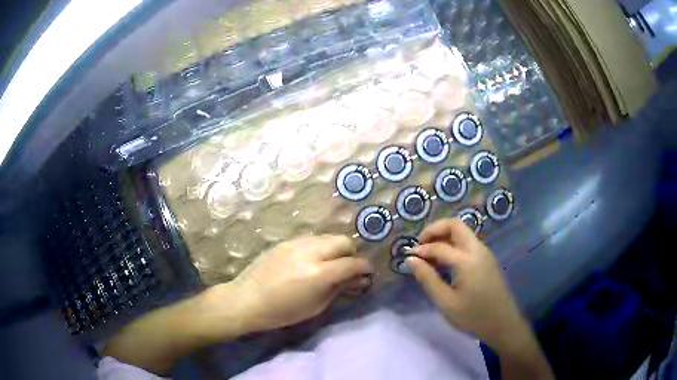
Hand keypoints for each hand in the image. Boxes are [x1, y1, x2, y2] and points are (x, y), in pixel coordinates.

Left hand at [229, 235, 372, 332]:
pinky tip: (312, 260)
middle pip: (343, 241)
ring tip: (330, 263)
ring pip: (327, 237)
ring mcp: (296, 243)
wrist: (247, 300)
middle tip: (348, 267)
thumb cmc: (282, 312)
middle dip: (352, 253)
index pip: (352, 263)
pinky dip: (319, 247)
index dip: (365, 267)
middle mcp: (310, 252)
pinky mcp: (285, 241)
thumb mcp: (316, 306)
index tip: (368, 273)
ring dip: (335, 248)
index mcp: (319, 273)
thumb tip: (356, 278)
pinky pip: (311, 239)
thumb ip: (338, 288)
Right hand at [409, 219, 527, 350]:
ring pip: (463, 232)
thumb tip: (411, 260)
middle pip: (455, 225)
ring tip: (430, 255)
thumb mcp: (446, 302)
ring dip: (445, 236)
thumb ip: (428, 279)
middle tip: (420, 245)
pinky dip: (454, 244)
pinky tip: (445, 262)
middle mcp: (478, 250)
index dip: (421, 250)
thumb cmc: (473, 316)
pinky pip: (468, 243)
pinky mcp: (487, 259)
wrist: (503, 324)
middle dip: (435, 229)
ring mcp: (485, 253)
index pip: (439, 246)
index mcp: (467, 260)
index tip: (408, 256)